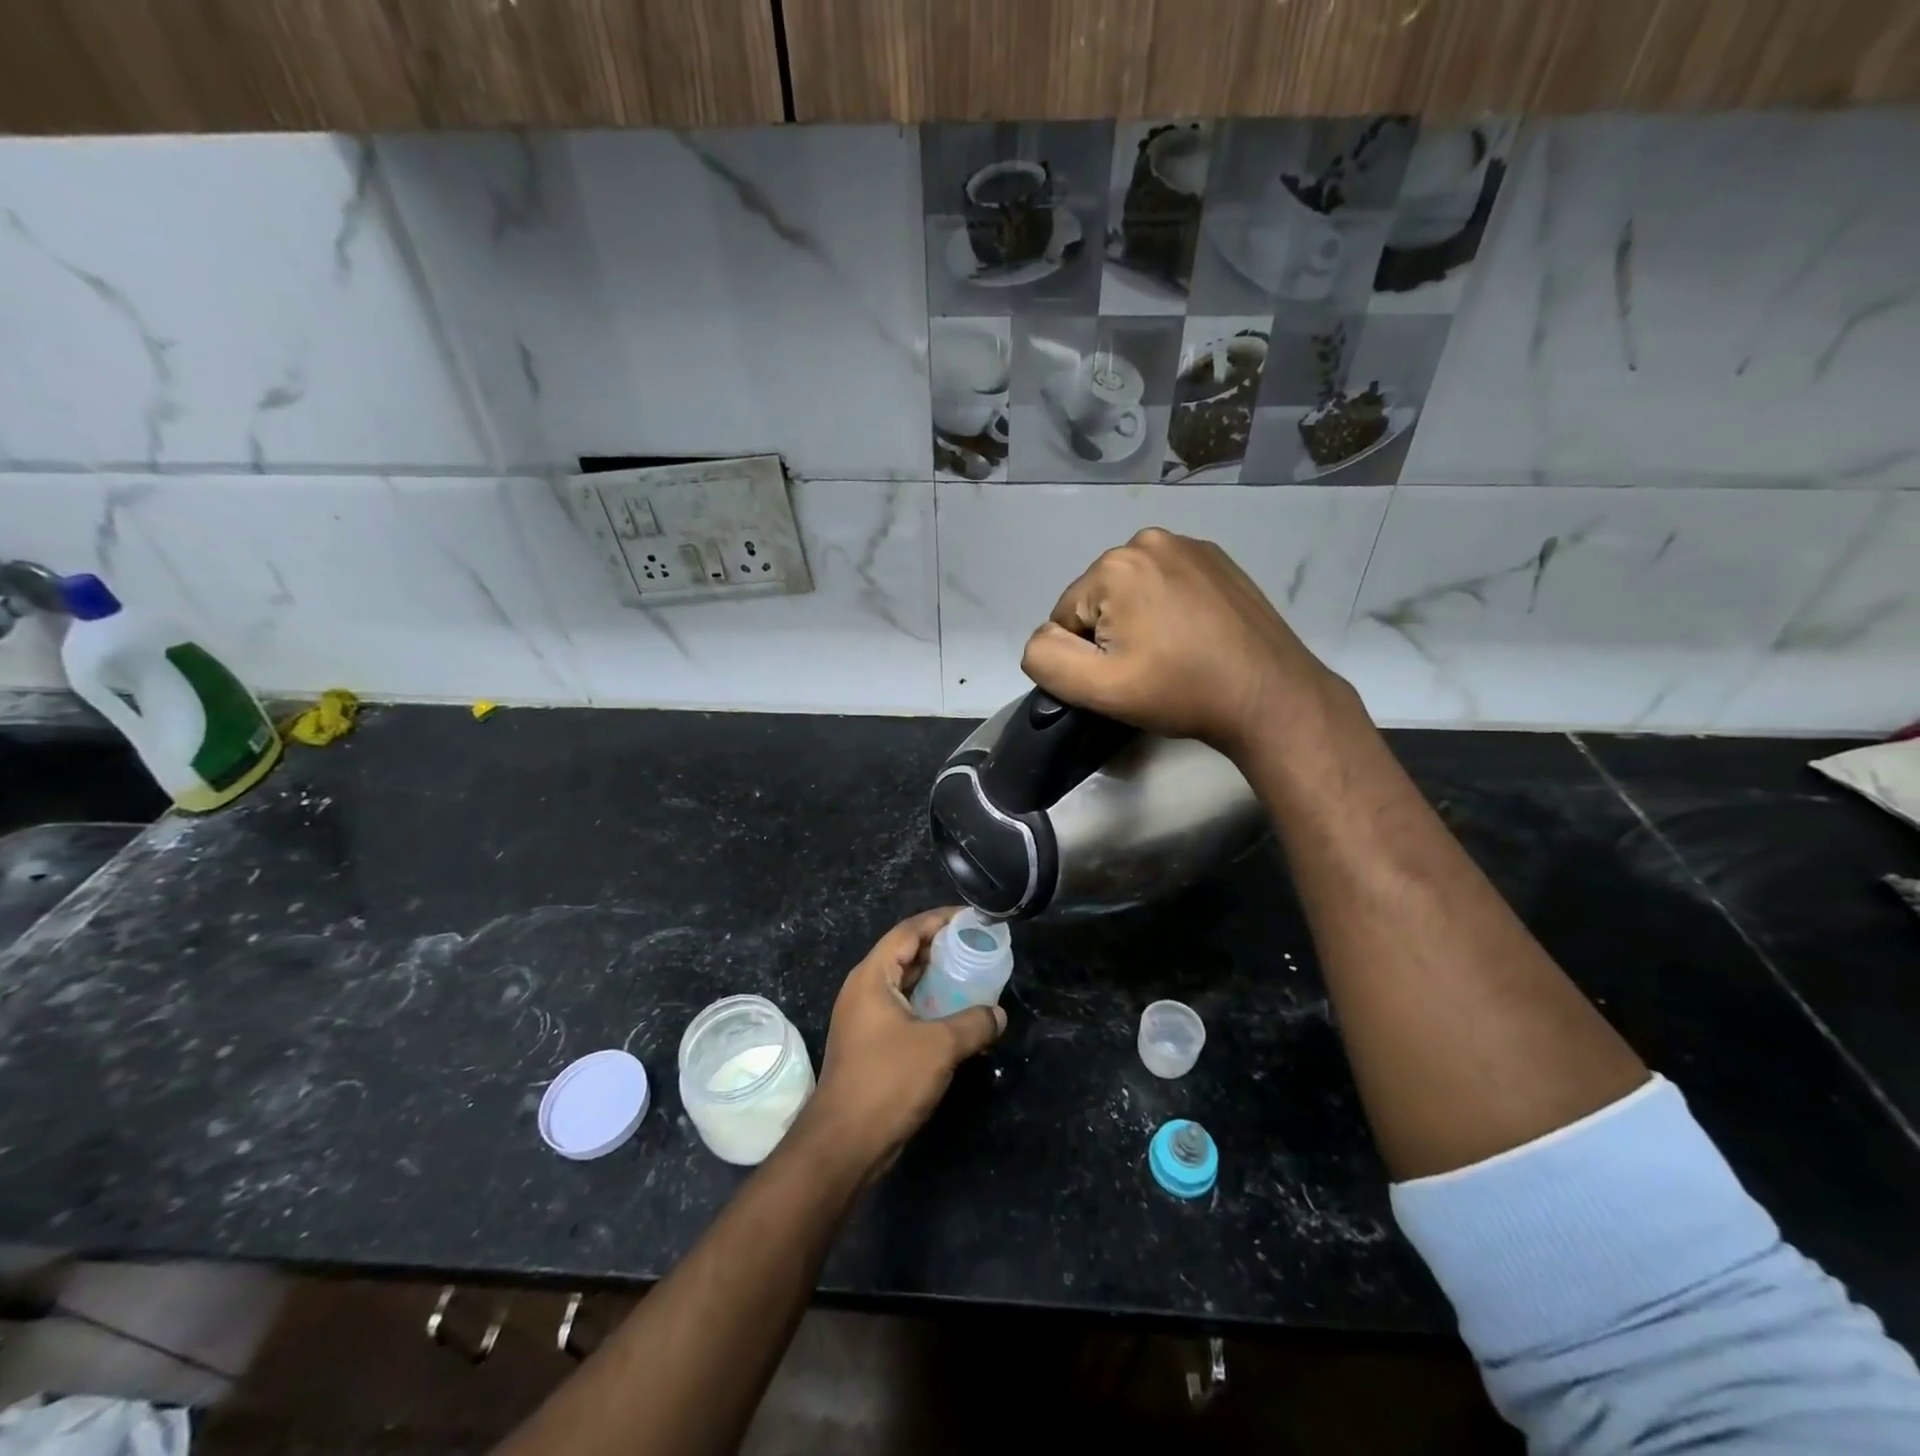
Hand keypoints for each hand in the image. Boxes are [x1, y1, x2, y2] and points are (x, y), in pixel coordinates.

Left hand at [804, 908, 1005, 1175]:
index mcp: (872, 977)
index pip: (908, 931)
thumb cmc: (887, 1080)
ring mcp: (866, 1019)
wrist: (844, 1143)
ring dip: (939, 981)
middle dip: (943, 949)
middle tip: (979, 947)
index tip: (971, 918)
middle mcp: (865, 990)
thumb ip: (973, 1023)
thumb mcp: (939, 1046)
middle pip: (907, 955)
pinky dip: (931, 1008)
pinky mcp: (873, 1045)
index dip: (940, 920)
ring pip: (907, 985)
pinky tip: (960, 1019)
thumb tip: (998, 1015)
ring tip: (976, 978)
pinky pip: (906, 1011)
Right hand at [1020, 528, 1346, 760]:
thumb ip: (1046, 659)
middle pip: (1098, 599)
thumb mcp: (1098, 689)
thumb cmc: (1180, 691)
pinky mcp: (1219, 560)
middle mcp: (1149, 540)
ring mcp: (1190, 545)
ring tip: (1173, 655)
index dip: (1084, 656)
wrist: (1269, 696)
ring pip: (1132, 592)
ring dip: (1140, 621)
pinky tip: (1194, 638)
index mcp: (1116, 565)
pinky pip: (1167, 585)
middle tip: (1149, 669)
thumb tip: (1042, 638)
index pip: (1065, 616)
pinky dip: (1169, 609)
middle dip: (1110, 634)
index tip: (1125, 677)